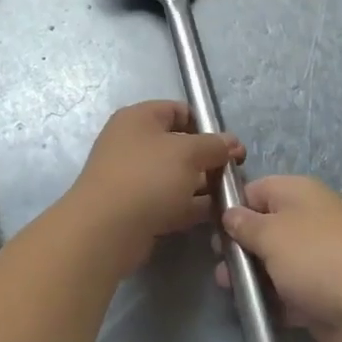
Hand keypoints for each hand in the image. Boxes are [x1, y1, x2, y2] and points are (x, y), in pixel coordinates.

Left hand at [71, 101, 243, 270]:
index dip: (206, 124)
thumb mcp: (188, 153)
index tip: (229, 145)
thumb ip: (214, 145)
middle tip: (235, 174)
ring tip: (231, 197)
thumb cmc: (148, 177)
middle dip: (209, 159)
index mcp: (139, 119)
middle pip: (180, 145)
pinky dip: (192, 206)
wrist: (106, 231)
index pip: (178, 110)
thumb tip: (232, 143)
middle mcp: (133, 144)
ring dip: (203, 185)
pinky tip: (217, 215)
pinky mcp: (137, 208)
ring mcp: (134, 178)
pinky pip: (171, 201)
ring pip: (177, 176)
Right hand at [216, 176, 341, 341]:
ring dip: (252, 277)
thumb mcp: (270, 233)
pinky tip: (252, 310)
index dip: (232, 207)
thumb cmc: (315, 256)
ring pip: (274, 264)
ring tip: (229, 290)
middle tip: (220, 265)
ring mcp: (316, 259)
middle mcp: (308, 221)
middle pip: (264, 229)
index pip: (256, 190)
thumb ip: (244, 224)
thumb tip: (230, 214)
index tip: (211, 229)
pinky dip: (272, 301)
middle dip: (239, 247)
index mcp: (298, 193)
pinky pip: (288, 293)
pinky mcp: (320, 294)